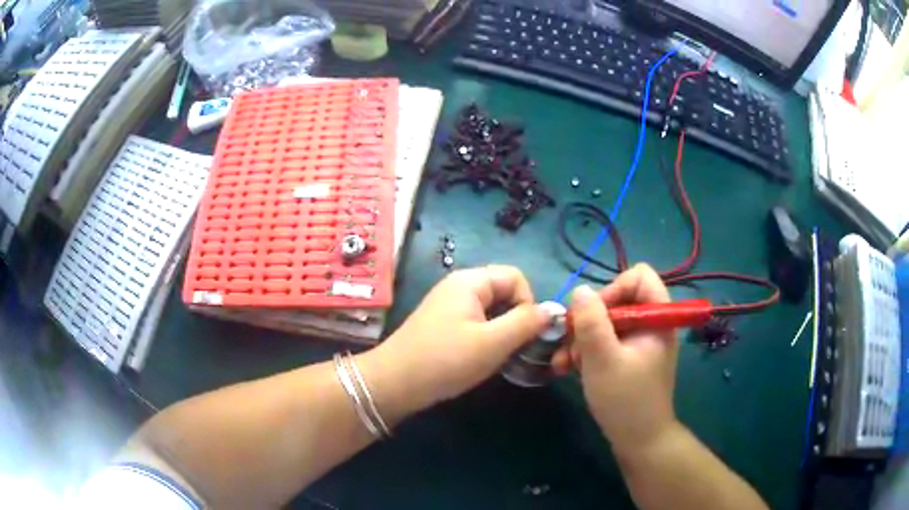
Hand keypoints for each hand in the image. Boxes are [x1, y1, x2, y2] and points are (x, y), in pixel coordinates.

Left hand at [372, 265, 550, 413]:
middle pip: (503, 291)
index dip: (528, 302)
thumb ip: (526, 323)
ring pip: (491, 310)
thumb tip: (551, 310)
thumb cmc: (445, 360)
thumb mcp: (493, 343)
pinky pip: (475, 322)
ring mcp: (448, 305)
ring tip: (499, 356)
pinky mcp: (442, 324)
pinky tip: (480, 358)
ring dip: (502, 331)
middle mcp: (459, 286)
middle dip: (516, 318)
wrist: (394, 383)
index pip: (516, 277)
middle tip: (515, 348)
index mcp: (470, 281)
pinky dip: (486, 337)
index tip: (525, 334)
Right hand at [553, 264, 679, 456]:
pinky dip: (587, 352)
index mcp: (656, 318)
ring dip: (581, 339)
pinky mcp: (627, 359)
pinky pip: (605, 342)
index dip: (614, 288)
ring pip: (606, 323)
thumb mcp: (603, 359)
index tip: (593, 314)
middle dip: (589, 320)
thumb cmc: (625, 400)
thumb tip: (579, 290)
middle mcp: (650, 325)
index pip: (639, 276)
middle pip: (617, 300)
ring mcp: (638, 343)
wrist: (638, 440)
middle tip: (571, 343)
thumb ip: (591, 322)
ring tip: (564, 362)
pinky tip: (567, 369)